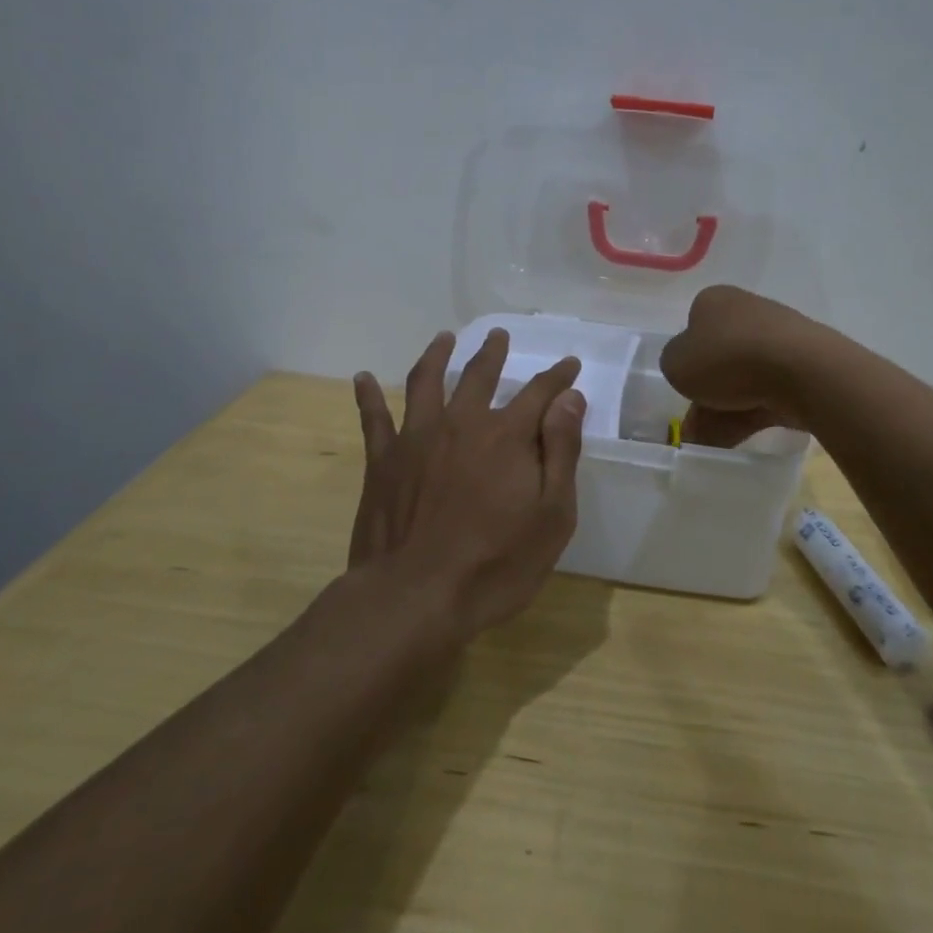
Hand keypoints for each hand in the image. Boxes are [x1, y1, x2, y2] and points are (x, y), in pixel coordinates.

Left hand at [348, 328, 585, 643]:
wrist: (415, 597)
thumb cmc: (496, 564)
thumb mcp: (552, 515)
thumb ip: (561, 452)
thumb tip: (570, 399)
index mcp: (507, 436)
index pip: (539, 393)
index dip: (557, 377)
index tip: (569, 365)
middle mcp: (462, 423)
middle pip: (480, 375)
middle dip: (494, 353)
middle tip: (499, 335)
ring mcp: (417, 438)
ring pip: (427, 382)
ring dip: (437, 355)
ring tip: (444, 338)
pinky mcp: (382, 460)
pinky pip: (373, 419)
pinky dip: (367, 396)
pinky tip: (362, 378)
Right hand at [660, 285, 819, 447]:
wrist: (801, 370)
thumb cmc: (726, 358)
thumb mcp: (676, 363)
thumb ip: (675, 364)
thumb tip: (688, 368)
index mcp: (715, 300)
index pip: (693, 325)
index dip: (686, 357)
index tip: (684, 384)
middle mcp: (747, 311)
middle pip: (720, 356)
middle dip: (707, 392)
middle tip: (694, 425)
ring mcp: (779, 337)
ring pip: (744, 378)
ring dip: (725, 410)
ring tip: (711, 444)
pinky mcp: (803, 365)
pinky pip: (768, 392)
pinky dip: (752, 413)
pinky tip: (739, 439)